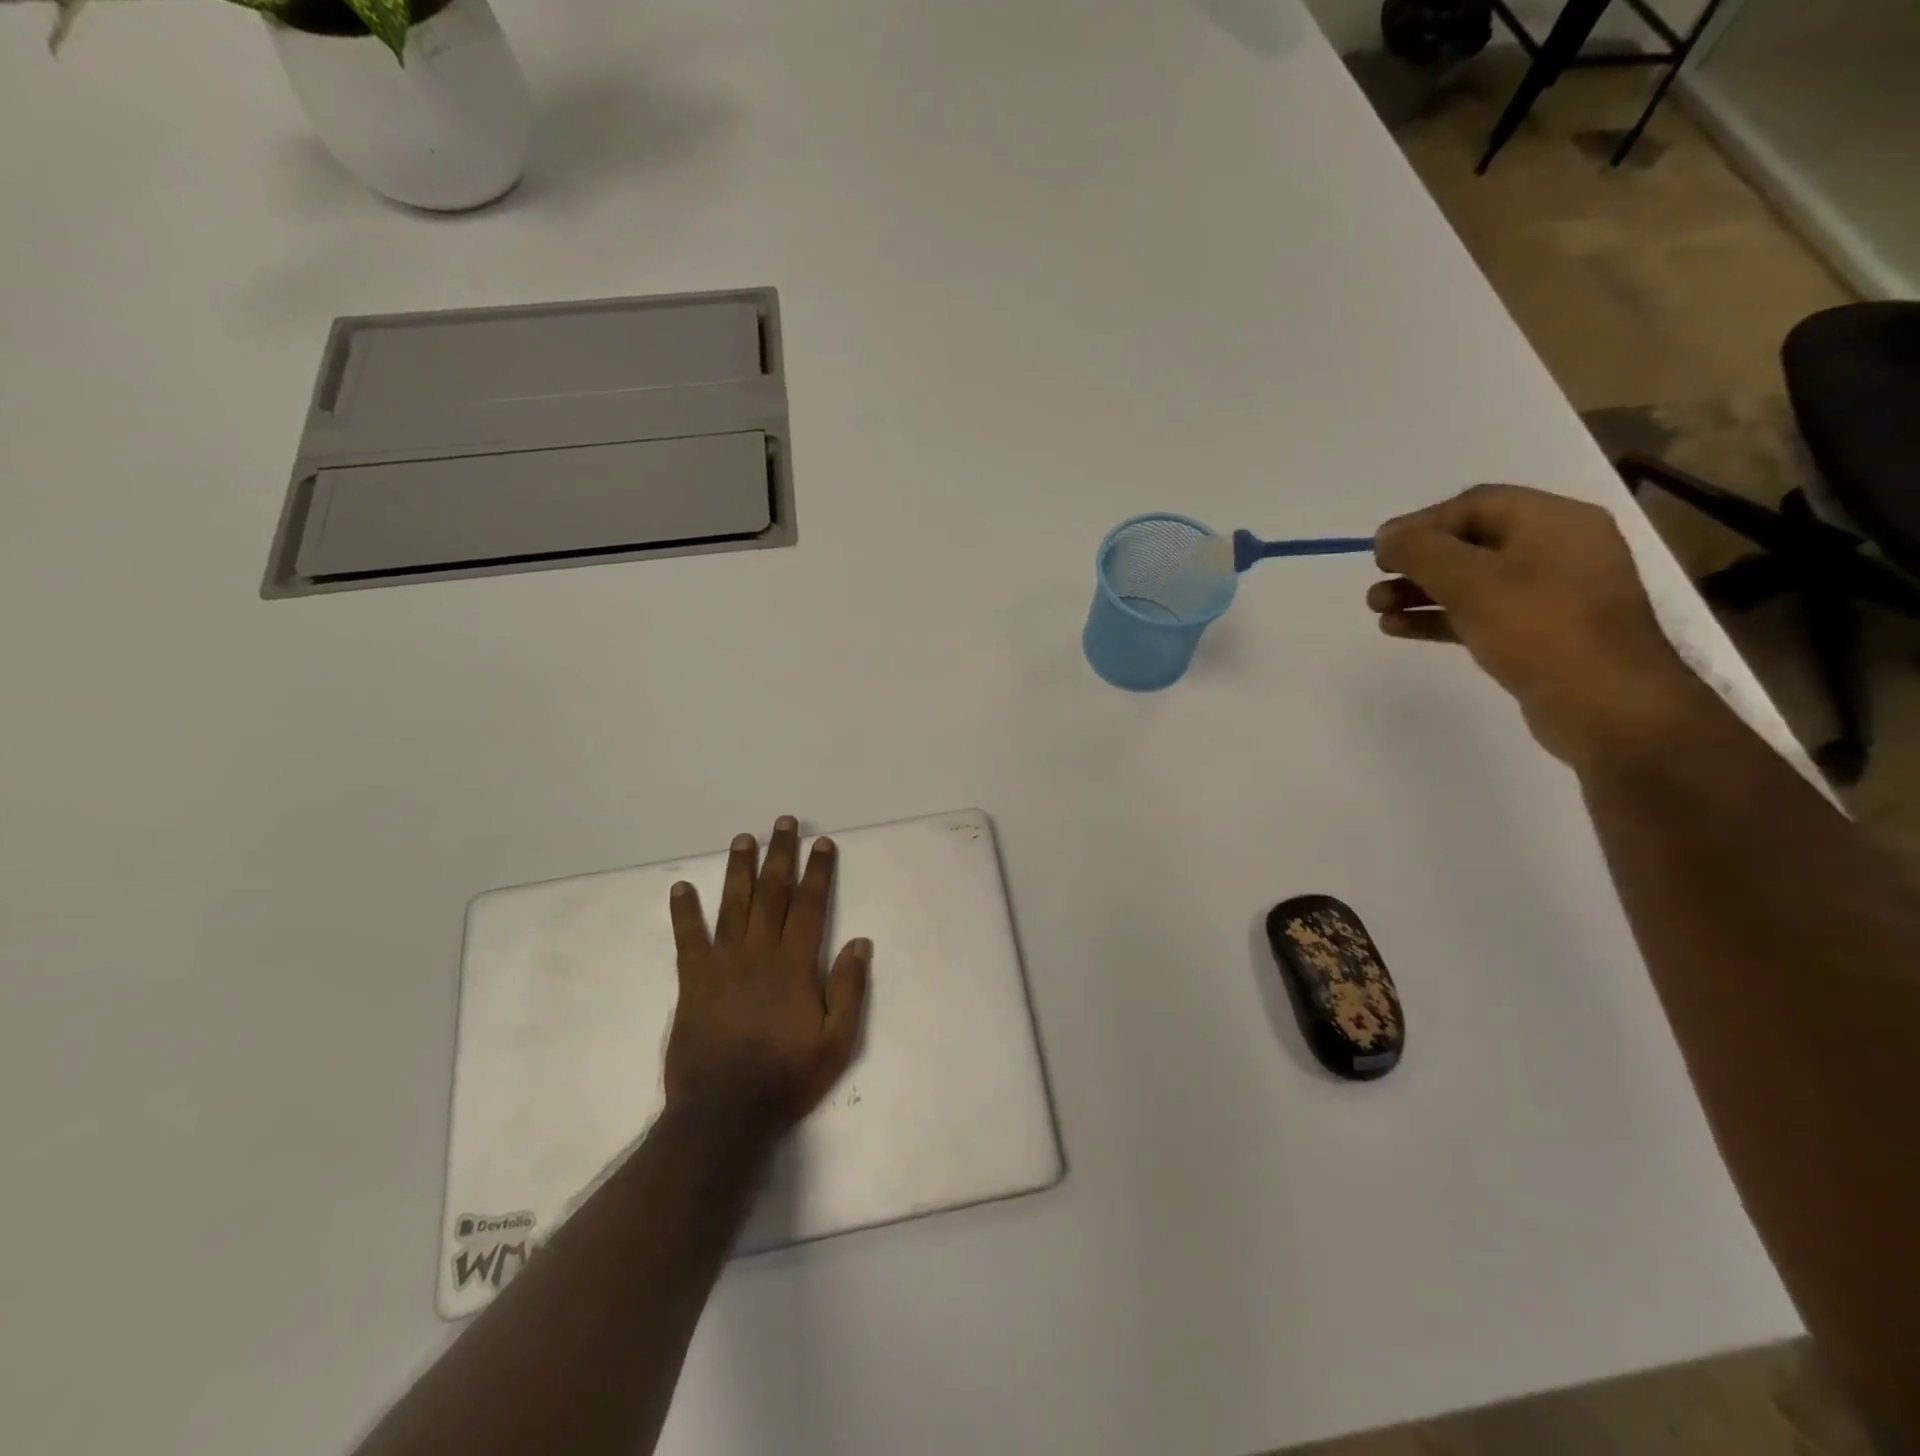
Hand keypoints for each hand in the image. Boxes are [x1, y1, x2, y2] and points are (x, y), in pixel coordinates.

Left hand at [664, 816, 870, 1136]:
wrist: (723, 1113)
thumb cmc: (787, 1077)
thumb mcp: (836, 1042)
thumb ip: (849, 989)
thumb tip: (860, 941)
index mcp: (795, 964)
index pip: (810, 905)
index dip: (818, 871)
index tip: (823, 842)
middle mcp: (759, 953)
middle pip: (772, 893)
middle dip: (780, 855)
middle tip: (782, 823)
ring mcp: (722, 964)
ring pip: (733, 905)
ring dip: (739, 869)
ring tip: (743, 838)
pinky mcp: (693, 982)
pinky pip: (688, 939)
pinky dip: (684, 912)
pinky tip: (681, 887)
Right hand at [1369, 484, 1701, 766]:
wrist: (1607, 705)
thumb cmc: (1539, 629)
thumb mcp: (1470, 581)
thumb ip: (1420, 551)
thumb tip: (1385, 536)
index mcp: (1555, 521)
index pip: (1475, 504)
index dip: (1421, 523)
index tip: (1380, 552)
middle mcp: (1558, 549)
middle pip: (1471, 543)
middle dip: (1417, 562)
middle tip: (1377, 582)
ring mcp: (1552, 594)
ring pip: (1472, 582)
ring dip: (1421, 592)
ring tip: (1378, 610)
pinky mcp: (1541, 634)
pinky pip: (1480, 614)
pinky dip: (1440, 617)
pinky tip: (1400, 629)